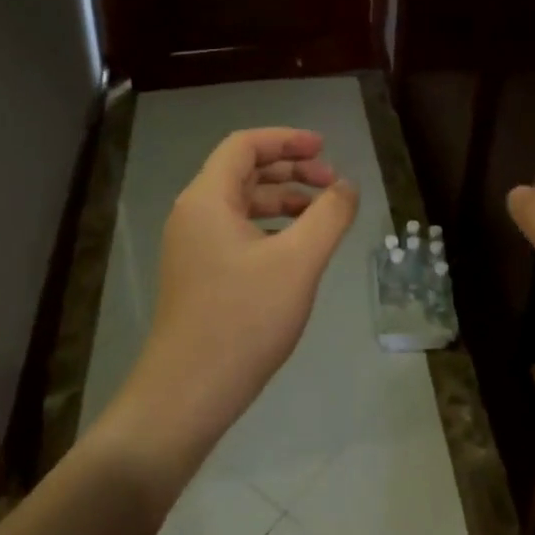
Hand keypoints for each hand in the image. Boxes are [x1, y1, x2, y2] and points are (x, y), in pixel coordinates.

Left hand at [113, 127, 357, 481]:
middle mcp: (193, 215)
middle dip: (290, 170)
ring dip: (283, 201)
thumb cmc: (243, 320)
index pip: (244, 146)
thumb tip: (347, 187)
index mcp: (207, 199)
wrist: (187, 394)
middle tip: (331, 183)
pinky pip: (237, 233)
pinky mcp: (199, 275)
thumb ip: (329, 216)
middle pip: (243, 172)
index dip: (286, 140)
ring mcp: (192, 247)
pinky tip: (297, 250)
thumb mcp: (298, 262)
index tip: (325, 149)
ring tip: (322, 216)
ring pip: (241, 205)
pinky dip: (270, 228)